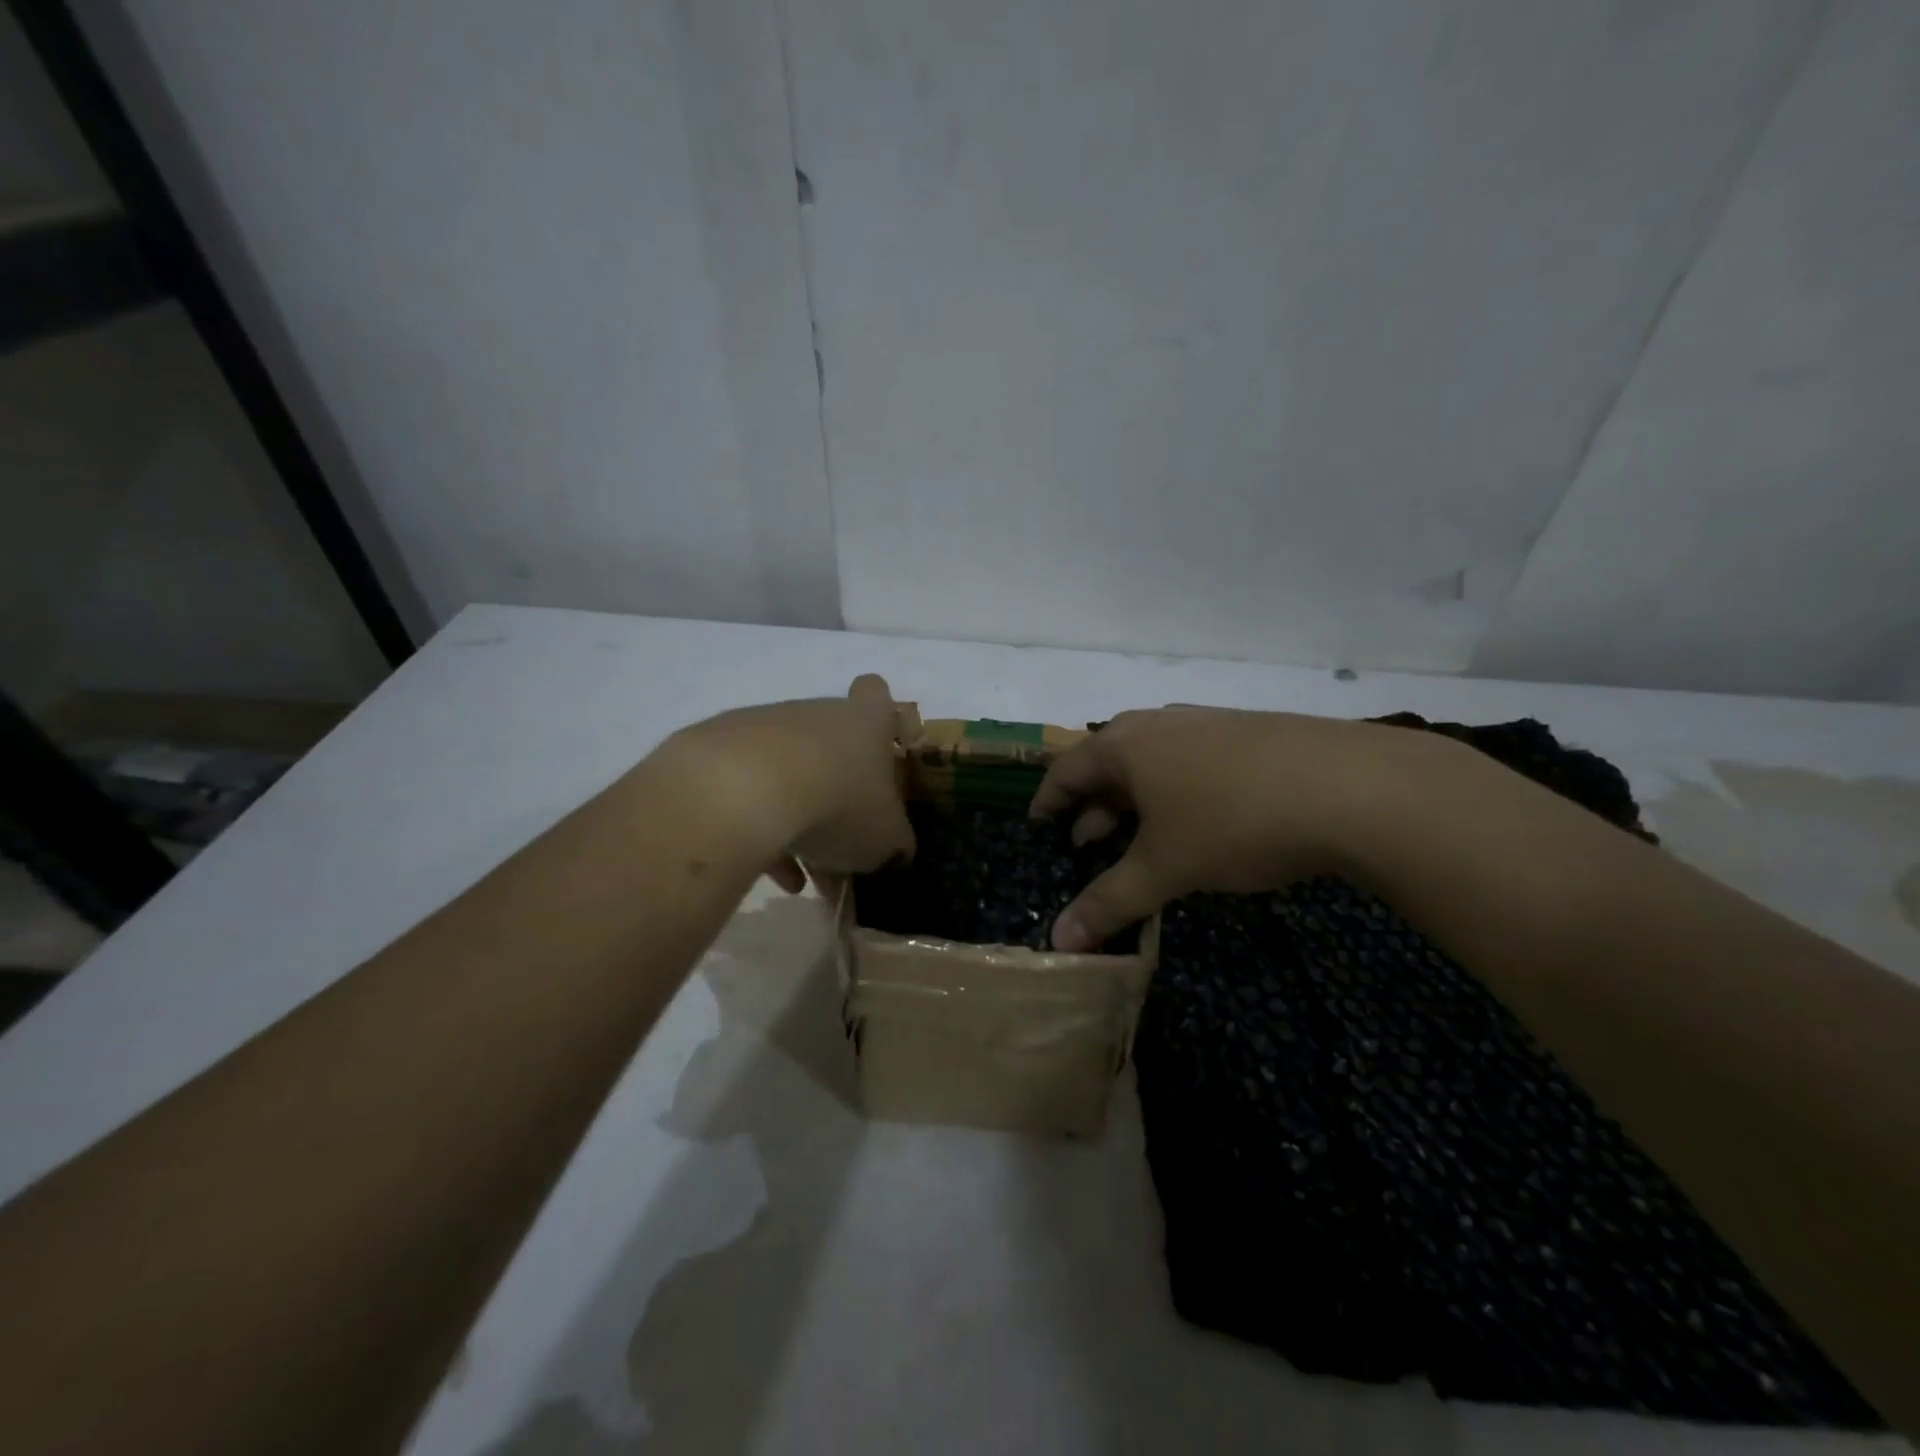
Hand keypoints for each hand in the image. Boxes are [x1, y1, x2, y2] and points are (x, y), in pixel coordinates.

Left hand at [659, 674, 914, 888]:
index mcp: (865, 723)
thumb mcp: (886, 838)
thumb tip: (894, 848)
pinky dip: (759, 828)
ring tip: (800, 876)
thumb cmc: (838, 804)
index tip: (878, 754)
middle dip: (837, 795)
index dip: (881, 719)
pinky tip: (766, 872)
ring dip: (797, 818)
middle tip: (840, 846)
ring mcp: (763, 727)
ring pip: (788, 774)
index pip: (877, 695)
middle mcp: (815, 714)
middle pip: (831, 746)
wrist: (743, 792)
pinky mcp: (716, 749)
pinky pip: (747, 790)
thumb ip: (895, 842)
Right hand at [1029, 706, 1443, 949]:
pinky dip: (1177, 792)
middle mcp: (1157, 724)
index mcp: (1123, 745)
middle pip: (1107, 764)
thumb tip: (1059, 943)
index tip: (1038, 831)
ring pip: (1152, 763)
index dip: (1047, 804)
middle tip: (1087, 849)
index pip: (1064, 771)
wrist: (1352, 787)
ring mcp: (1206, 723)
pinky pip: (1191, 761)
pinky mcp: (1248, 732)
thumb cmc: (1233, 821)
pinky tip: (1200, 823)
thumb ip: (1109, 903)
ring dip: (1136, 802)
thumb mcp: (1164, 868)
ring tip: (1140, 841)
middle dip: (1093, 808)